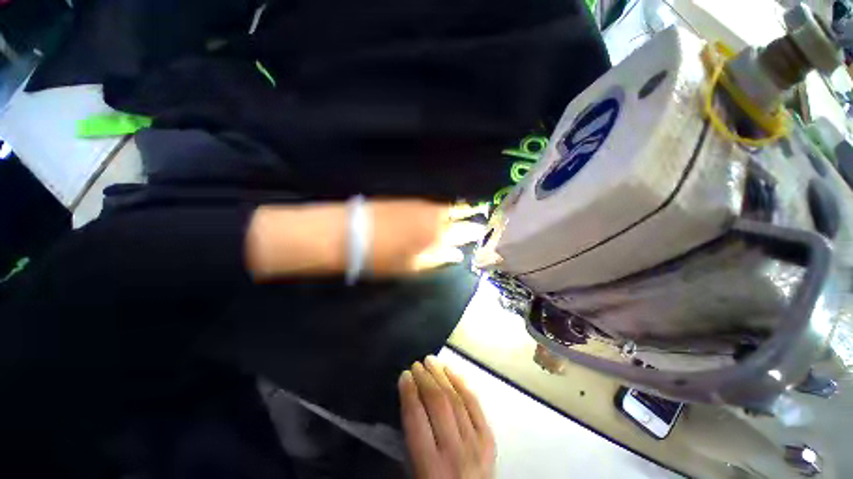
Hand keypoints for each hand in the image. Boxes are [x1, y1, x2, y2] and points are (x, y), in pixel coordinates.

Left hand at [370, 200, 485, 275]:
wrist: (350, 232)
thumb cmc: (382, 257)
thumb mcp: (412, 266)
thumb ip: (437, 259)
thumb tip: (457, 254)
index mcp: (436, 234)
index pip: (463, 231)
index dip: (475, 232)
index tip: (483, 232)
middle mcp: (432, 215)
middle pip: (457, 213)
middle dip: (469, 215)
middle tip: (476, 218)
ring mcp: (420, 204)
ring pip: (445, 206)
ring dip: (456, 210)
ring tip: (463, 212)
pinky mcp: (408, 200)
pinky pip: (432, 203)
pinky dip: (440, 207)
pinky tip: (441, 210)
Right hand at [398, 356, 495, 478]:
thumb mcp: (414, 477)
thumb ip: (408, 447)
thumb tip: (407, 407)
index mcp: (430, 468)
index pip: (416, 419)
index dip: (409, 393)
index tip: (404, 375)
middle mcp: (455, 453)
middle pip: (438, 405)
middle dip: (425, 379)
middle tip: (417, 364)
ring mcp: (476, 446)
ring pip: (457, 400)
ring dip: (442, 377)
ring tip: (432, 361)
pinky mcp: (489, 442)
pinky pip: (476, 407)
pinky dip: (463, 386)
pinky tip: (453, 373)